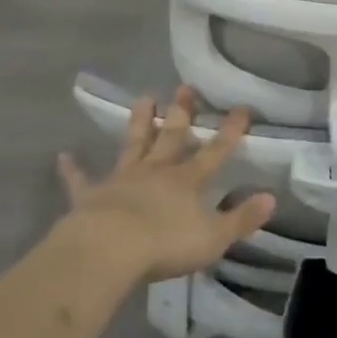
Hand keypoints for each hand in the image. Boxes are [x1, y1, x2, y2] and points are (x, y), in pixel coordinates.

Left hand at [55, 88, 276, 282]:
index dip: (231, 131)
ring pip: (134, 144)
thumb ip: (242, 218)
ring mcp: (122, 179)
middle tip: (185, 87)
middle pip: (172, 137)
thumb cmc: (166, 244)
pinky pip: (82, 180)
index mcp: (187, 181)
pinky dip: (74, 169)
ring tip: (145, 98)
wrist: (109, 250)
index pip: (216, 151)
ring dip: (140, 122)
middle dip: (182, 112)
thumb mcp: (214, 237)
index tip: (242, 108)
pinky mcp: (91, 195)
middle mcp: (157, 172)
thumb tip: (272, 198)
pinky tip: (64, 156)